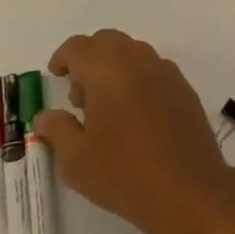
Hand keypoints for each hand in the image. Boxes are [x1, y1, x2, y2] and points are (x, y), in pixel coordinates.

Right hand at [35, 30, 234, 233]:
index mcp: (106, 68)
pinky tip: (135, 116)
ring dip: (114, 68)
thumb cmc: (124, 172)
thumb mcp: (76, 159)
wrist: (188, 190)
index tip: (56, 75)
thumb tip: (46, 115)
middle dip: (89, 60)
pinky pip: (153, 70)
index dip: (63, 58)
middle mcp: (137, 58)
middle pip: (106, 42)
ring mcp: (165, 70)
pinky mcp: (183, 87)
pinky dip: (137, 79)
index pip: (78, 47)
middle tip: (79, 96)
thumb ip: (57, 129)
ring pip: (132, 53)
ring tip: (107, 109)